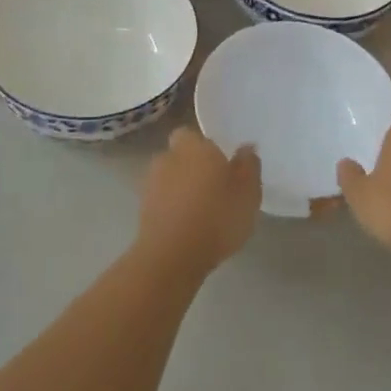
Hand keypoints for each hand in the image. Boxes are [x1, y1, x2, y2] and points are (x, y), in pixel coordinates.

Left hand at [137, 127, 260, 276]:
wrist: (172, 256)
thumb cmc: (217, 216)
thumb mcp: (248, 192)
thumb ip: (249, 166)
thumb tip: (246, 148)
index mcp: (194, 146)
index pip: (192, 134)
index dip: (204, 147)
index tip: (219, 162)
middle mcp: (168, 158)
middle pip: (178, 155)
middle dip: (191, 166)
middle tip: (213, 187)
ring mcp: (151, 184)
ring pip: (168, 178)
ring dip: (180, 189)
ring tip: (200, 210)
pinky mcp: (142, 211)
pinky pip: (161, 201)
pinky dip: (171, 208)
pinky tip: (187, 226)